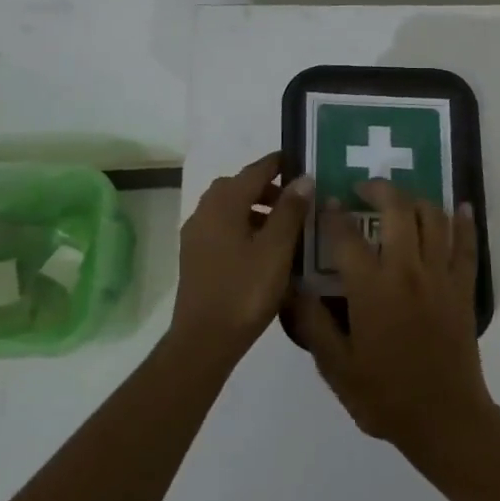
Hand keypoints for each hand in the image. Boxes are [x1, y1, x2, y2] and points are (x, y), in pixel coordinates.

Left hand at [171, 153, 311, 357]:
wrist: (205, 339)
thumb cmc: (245, 290)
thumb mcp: (277, 248)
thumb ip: (290, 210)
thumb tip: (303, 178)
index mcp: (223, 205)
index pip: (254, 171)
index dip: (277, 164)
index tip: (299, 161)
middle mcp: (204, 213)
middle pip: (237, 187)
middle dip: (266, 187)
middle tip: (295, 198)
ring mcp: (196, 236)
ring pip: (228, 208)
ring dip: (255, 207)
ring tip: (284, 225)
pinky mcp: (195, 257)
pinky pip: (222, 228)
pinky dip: (243, 225)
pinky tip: (263, 247)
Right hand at [293, 180, 496, 460]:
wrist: (444, 418)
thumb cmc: (385, 396)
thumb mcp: (336, 367)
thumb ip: (313, 323)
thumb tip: (292, 286)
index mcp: (372, 289)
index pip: (347, 237)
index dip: (333, 216)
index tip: (325, 202)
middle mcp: (408, 271)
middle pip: (397, 210)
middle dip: (379, 190)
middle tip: (363, 188)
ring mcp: (441, 276)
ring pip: (433, 218)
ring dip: (416, 199)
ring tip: (401, 198)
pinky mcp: (464, 287)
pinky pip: (467, 245)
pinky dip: (465, 222)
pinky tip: (461, 206)